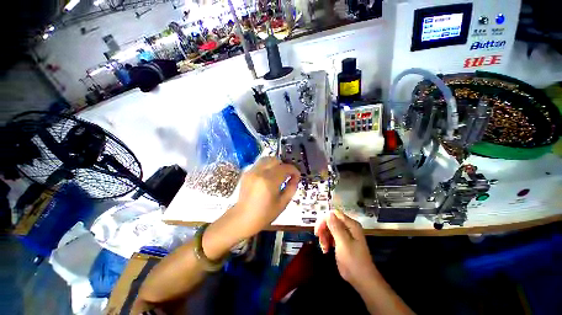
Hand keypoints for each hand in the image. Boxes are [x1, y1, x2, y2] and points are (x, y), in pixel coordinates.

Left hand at [204, 157, 299, 257]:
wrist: (242, 218)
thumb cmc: (264, 214)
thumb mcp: (283, 203)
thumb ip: (292, 188)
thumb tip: (296, 177)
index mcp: (269, 181)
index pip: (286, 168)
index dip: (294, 170)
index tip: (296, 176)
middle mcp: (260, 172)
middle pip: (276, 160)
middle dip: (284, 166)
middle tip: (287, 175)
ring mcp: (251, 171)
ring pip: (267, 159)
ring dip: (275, 164)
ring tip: (278, 174)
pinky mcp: (247, 172)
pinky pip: (260, 164)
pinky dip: (267, 166)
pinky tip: (268, 176)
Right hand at [315, 210, 378, 287]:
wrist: (362, 280)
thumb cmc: (353, 261)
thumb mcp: (343, 243)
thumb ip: (336, 227)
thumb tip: (329, 213)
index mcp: (351, 225)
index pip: (334, 214)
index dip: (324, 220)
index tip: (318, 231)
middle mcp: (348, 227)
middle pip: (330, 221)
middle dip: (323, 229)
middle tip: (319, 239)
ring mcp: (345, 234)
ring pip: (329, 228)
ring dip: (324, 237)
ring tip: (324, 248)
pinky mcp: (342, 241)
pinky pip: (331, 236)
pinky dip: (326, 241)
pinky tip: (326, 250)